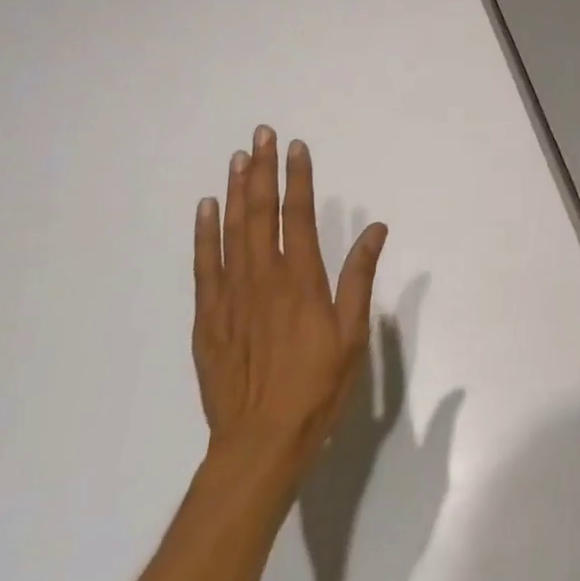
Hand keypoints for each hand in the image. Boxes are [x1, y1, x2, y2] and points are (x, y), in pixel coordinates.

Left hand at [192, 126, 388, 480]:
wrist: (259, 445)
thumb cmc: (316, 388)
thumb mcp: (352, 335)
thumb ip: (359, 278)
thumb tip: (375, 228)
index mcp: (301, 281)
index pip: (299, 216)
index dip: (298, 178)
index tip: (295, 146)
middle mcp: (263, 279)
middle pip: (261, 213)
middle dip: (262, 171)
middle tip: (261, 135)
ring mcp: (230, 297)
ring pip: (231, 232)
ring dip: (235, 191)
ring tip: (237, 158)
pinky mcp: (207, 319)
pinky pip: (204, 267)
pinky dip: (204, 234)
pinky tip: (206, 209)